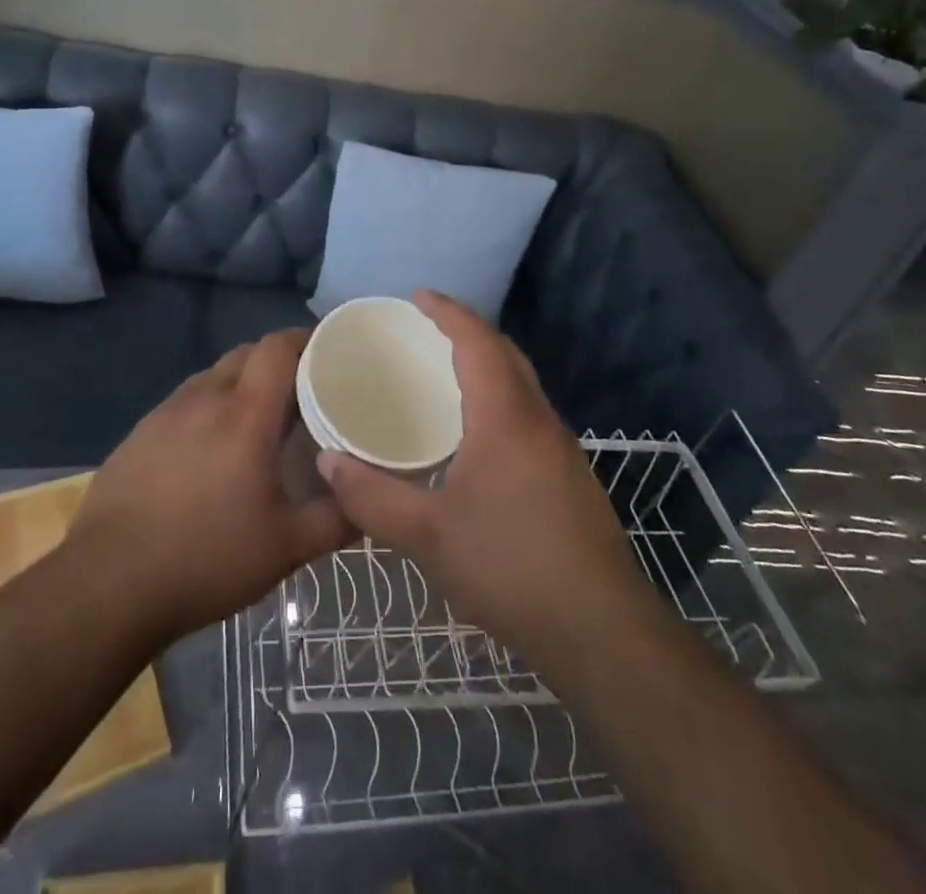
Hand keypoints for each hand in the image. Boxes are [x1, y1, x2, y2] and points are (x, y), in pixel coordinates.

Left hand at [68, 330, 351, 643]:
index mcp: (244, 414)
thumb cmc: (206, 558)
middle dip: (275, 361)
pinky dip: (207, 409)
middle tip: (300, 391)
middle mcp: (204, 399)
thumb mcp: (285, 548)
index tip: (328, 350)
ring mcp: (164, 414)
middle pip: (245, 354)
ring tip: (256, 420)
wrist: (108, 585)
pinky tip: (208, 450)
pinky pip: (183, 404)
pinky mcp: (138, 435)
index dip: (304, 338)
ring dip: (238, 384)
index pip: (277, 348)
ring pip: (212, 377)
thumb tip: (369, 502)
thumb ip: (335, 520)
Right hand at [317, 292, 649, 661]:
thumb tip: (326, 461)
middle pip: (506, 354)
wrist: (600, 630)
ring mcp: (561, 448)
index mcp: (505, 417)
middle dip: (469, 330)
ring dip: (487, 364)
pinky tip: (477, 434)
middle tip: (427, 328)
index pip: (478, 342)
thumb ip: (371, 496)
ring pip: (522, 384)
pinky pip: (529, 413)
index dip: (448, 312)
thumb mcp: (426, 535)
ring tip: (445, 372)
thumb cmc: (509, 567)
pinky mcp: (570, 476)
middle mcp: (538, 419)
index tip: (418, 295)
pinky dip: (500, 398)